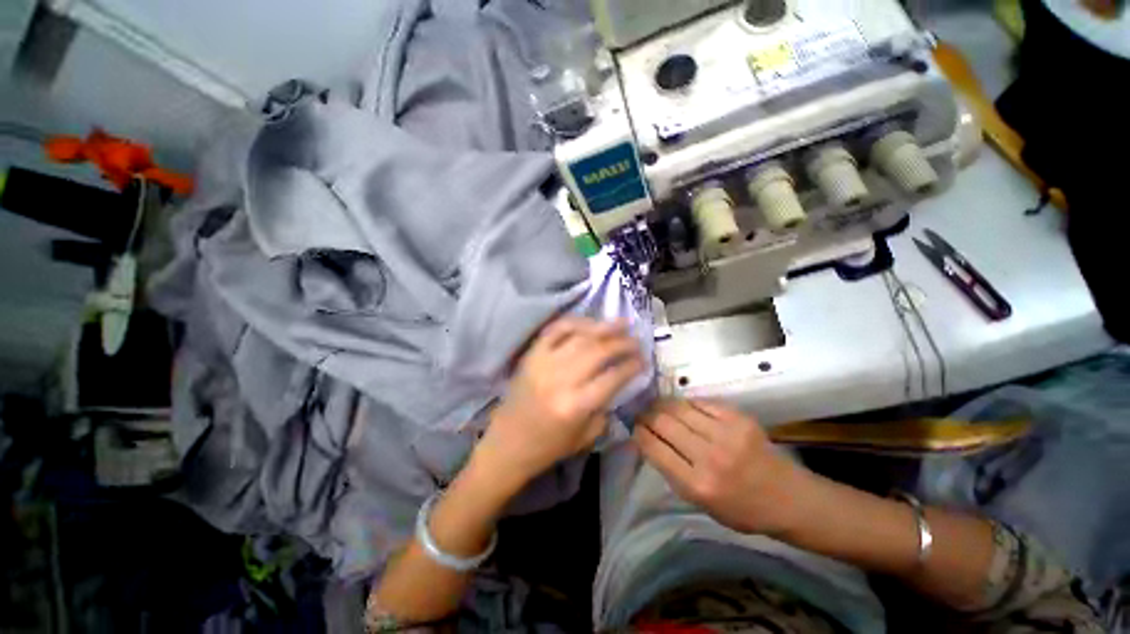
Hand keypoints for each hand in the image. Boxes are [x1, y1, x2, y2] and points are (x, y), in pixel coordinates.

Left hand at [479, 316, 645, 483]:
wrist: (507, 443)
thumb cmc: (548, 447)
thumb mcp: (585, 436)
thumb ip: (604, 406)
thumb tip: (618, 379)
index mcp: (575, 406)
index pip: (612, 377)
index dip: (632, 365)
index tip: (644, 359)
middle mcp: (560, 380)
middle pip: (598, 351)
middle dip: (622, 343)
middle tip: (636, 340)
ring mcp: (543, 363)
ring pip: (579, 336)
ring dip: (603, 327)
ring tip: (621, 323)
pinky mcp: (531, 355)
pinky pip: (555, 330)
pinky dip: (574, 322)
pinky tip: (589, 322)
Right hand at [633, 399, 810, 535]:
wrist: (788, 498)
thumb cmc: (740, 509)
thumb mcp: (699, 504)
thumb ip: (672, 472)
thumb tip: (648, 440)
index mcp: (697, 485)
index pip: (654, 448)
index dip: (639, 432)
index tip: (634, 426)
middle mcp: (710, 457)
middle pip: (664, 422)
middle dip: (646, 414)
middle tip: (642, 412)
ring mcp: (726, 434)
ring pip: (679, 407)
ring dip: (663, 404)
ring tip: (658, 405)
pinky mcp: (739, 418)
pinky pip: (701, 402)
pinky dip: (687, 403)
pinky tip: (683, 407)